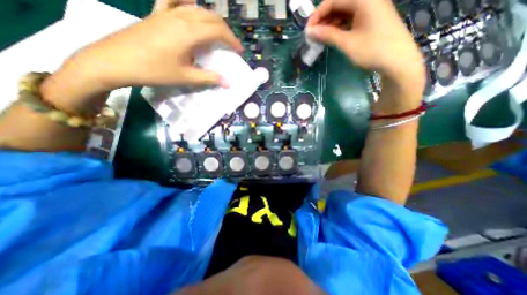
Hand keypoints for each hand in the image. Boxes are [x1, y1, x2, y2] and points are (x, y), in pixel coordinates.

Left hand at [41, 5, 241, 115]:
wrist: (114, 61)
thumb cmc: (153, 70)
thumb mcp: (185, 77)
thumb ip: (209, 78)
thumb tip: (228, 83)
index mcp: (188, 32)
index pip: (218, 31)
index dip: (232, 40)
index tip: (239, 50)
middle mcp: (180, 17)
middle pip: (210, 17)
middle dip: (225, 30)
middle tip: (231, 44)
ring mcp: (166, 13)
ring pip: (197, 9)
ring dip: (212, 20)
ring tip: (218, 34)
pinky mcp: (157, 14)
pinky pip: (174, 1)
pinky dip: (186, 2)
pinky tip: (189, 5)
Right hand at [307, 1, 424, 100]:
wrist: (398, 61)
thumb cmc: (372, 50)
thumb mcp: (347, 43)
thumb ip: (327, 35)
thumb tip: (310, 32)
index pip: (333, 0)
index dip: (317, 14)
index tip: (308, 30)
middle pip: (340, 4)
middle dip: (324, 19)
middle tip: (313, 35)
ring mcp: (372, 8)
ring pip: (345, 12)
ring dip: (331, 23)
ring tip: (321, 37)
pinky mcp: (372, 19)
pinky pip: (352, 18)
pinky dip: (341, 26)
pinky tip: (334, 36)